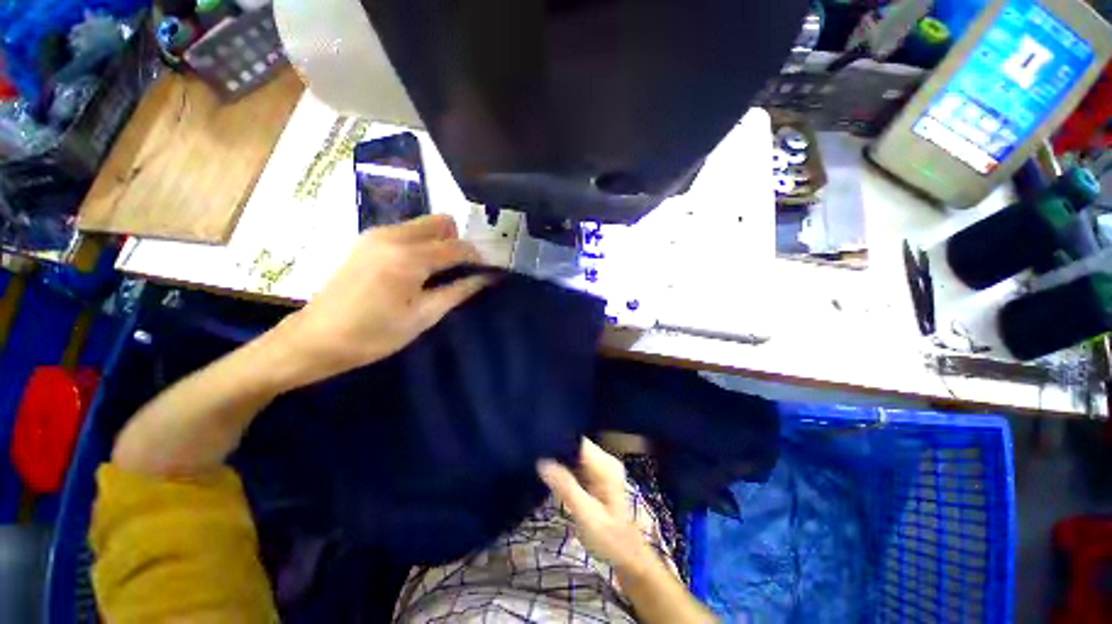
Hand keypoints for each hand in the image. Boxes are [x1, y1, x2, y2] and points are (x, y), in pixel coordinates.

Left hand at [273, 215, 491, 387]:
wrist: (315, 339)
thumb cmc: (374, 335)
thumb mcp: (423, 317)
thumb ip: (458, 291)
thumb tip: (486, 278)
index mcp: (409, 257)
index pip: (457, 247)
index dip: (478, 258)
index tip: (488, 271)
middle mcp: (393, 236)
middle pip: (441, 222)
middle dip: (458, 242)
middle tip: (462, 270)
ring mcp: (376, 234)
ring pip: (423, 224)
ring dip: (440, 243)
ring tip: (441, 272)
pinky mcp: (366, 240)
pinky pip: (406, 231)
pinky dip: (422, 244)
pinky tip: (418, 270)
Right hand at [538, 438, 653, 571]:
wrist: (628, 557)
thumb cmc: (610, 539)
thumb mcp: (586, 516)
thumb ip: (566, 487)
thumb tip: (542, 462)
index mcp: (605, 466)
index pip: (579, 441)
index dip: (559, 440)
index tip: (537, 444)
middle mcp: (605, 461)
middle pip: (576, 445)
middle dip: (556, 449)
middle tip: (533, 454)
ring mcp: (601, 468)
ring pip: (575, 454)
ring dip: (559, 458)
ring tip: (537, 461)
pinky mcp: (597, 476)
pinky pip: (576, 464)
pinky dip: (564, 467)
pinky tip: (550, 472)